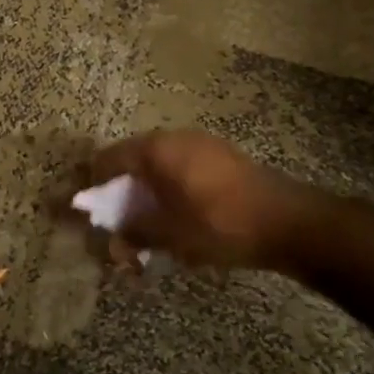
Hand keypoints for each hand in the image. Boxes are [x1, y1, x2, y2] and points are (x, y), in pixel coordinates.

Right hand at [90, 129, 309, 268]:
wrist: (289, 222)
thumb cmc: (220, 225)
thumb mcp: (170, 235)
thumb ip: (135, 231)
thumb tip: (112, 235)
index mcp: (157, 150)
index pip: (108, 159)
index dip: (92, 184)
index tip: (84, 210)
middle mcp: (175, 138)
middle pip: (132, 160)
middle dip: (120, 192)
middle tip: (116, 223)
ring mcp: (201, 145)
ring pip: (158, 166)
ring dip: (146, 193)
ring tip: (146, 225)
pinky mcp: (222, 158)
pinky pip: (181, 169)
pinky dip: (169, 190)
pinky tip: (177, 217)